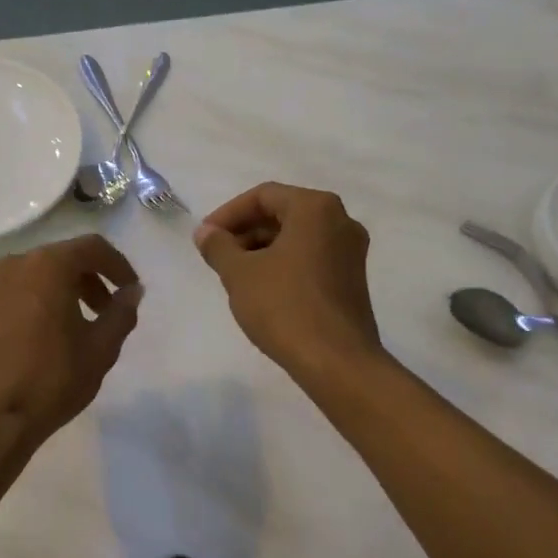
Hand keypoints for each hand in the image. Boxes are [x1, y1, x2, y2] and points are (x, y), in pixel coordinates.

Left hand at [0, 235, 143, 461]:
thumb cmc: (49, 381)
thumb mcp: (100, 350)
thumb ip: (121, 314)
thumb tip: (131, 291)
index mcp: (46, 267)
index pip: (91, 247)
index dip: (117, 265)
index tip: (130, 289)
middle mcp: (10, 269)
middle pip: (57, 261)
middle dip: (86, 281)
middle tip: (103, 312)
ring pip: (27, 282)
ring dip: (54, 296)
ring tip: (68, 332)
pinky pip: (4, 306)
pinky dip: (25, 314)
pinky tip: (31, 349)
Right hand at [193, 182, 384, 382]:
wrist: (335, 360)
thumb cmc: (284, 306)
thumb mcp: (239, 274)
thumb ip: (218, 246)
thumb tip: (205, 233)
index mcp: (315, 208)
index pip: (263, 196)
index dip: (228, 214)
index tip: (205, 238)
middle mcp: (340, 221)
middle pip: (282, 213)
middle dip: (245, 231)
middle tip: (217, 255)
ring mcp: (351, 251)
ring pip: (297, 237)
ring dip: (262, 248)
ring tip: (234, 274)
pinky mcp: (352, 279)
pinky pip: (311, 257)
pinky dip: (283, 263)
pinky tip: (262, 289)